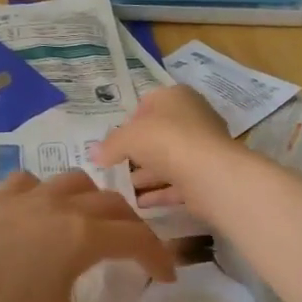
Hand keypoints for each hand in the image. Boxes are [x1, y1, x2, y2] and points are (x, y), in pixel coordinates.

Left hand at [0, 170, 176, 301]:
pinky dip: (48, 191)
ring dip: (96, 198)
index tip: (168, 276)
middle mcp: (64, 206)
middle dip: (133, 225)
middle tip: (138, 252)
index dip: (158, 255)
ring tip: (95, 220)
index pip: (137, 238)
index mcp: (84, 236)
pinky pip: (33, 182)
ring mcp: (30, 196)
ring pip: (76, 181)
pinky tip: (40, 208)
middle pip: (113, 204)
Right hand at [91, 85, 237, 207]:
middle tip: (116, 167)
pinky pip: (178, 182)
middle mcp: (193, 117)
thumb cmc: (165, 140)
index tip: (116, 141)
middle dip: (138, 152)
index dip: (130, 121)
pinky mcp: (207, 174)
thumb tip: (93, 154)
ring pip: (168, 160)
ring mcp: (202, 147)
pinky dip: (160, 192)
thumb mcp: (127, 138)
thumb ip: (109, 145)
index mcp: (176, 97)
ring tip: (122, 191)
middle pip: (159, 134)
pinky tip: (139, 204)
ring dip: (147, 175)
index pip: (149, 103)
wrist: (208, 172)